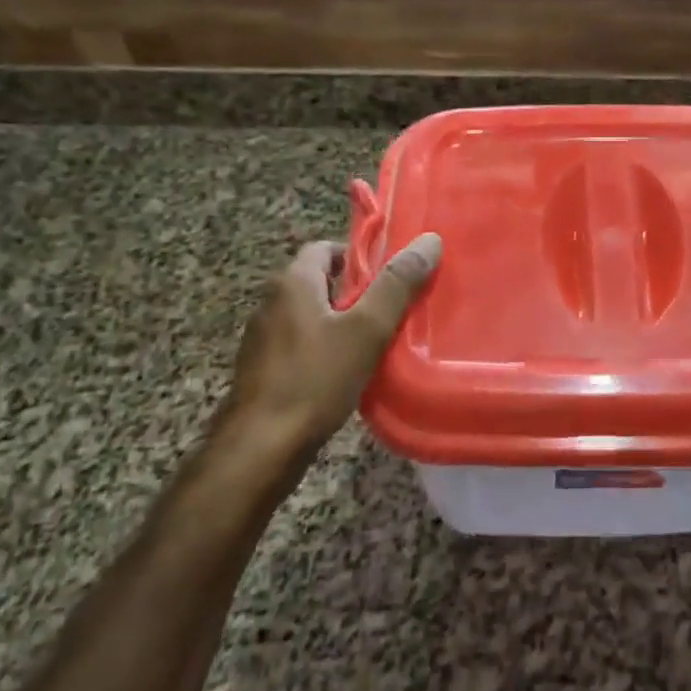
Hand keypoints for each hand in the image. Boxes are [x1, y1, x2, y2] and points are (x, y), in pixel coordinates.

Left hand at [209, 232, 442, 493]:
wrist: (260, 449)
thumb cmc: (315, 380)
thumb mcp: (366, 329)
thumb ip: (397, 285)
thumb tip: (429, 240)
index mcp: (292, 283)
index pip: (326, 248)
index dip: (360, 256)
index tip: (391, 276)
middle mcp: (272, 303)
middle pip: (320, 282)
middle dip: (357, 292)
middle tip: (394, 310)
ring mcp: (263, 339)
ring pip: (312, 317)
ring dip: (342, 324)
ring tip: (378, 342)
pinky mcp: (263, 371)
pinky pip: (302, 346)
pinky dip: (326, 350)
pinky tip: (349, 373)